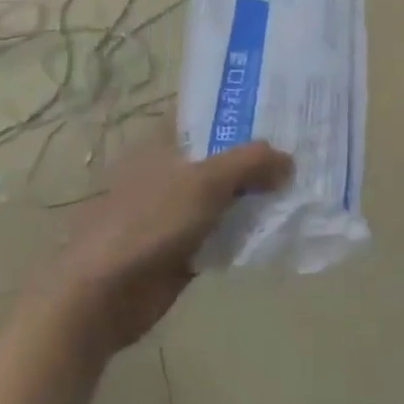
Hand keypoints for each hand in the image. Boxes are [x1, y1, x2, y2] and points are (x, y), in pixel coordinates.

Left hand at [46, 131, 290, 357]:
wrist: (102, 295)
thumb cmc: (148, 222)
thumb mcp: (205, 182)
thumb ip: (250, 163)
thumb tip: (288, 160)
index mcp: (163, 142)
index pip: (207, 113)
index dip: (242, 109)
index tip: (282, 108)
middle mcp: (169, 169)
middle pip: (220, 155)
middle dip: (256, 155)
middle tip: (302, 148)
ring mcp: (174, 209)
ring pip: (224, 194)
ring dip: (255, 194)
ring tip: (300, 183)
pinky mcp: (181, 246)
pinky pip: (222, 230)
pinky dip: (245, 229)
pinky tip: (278, 225)